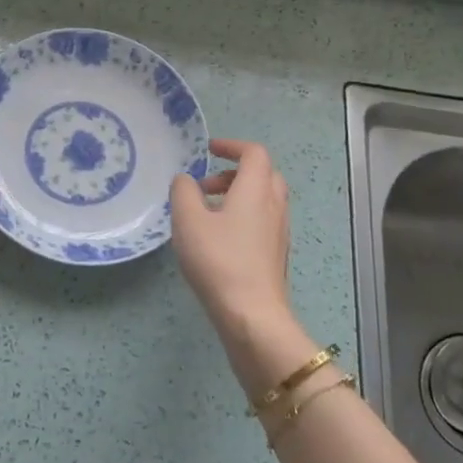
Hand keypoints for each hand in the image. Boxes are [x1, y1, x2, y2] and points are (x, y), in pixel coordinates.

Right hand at [171, 139, 312, 389]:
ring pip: (264, 200)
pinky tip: (219, 241)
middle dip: (234, 173)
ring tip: (206, 215)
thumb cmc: (219, 261)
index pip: (254, 153)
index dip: (232, 146)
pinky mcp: (276, 255)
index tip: (209, 149)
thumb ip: (183, 192)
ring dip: (238, 197)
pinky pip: (263, 222)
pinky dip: (243, 218)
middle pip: (263, 175)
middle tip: (206, 186)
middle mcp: (274, 206)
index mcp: (256, 190)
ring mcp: (279, 232)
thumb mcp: (188, 221)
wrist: (252, 315)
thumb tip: (186, 180)